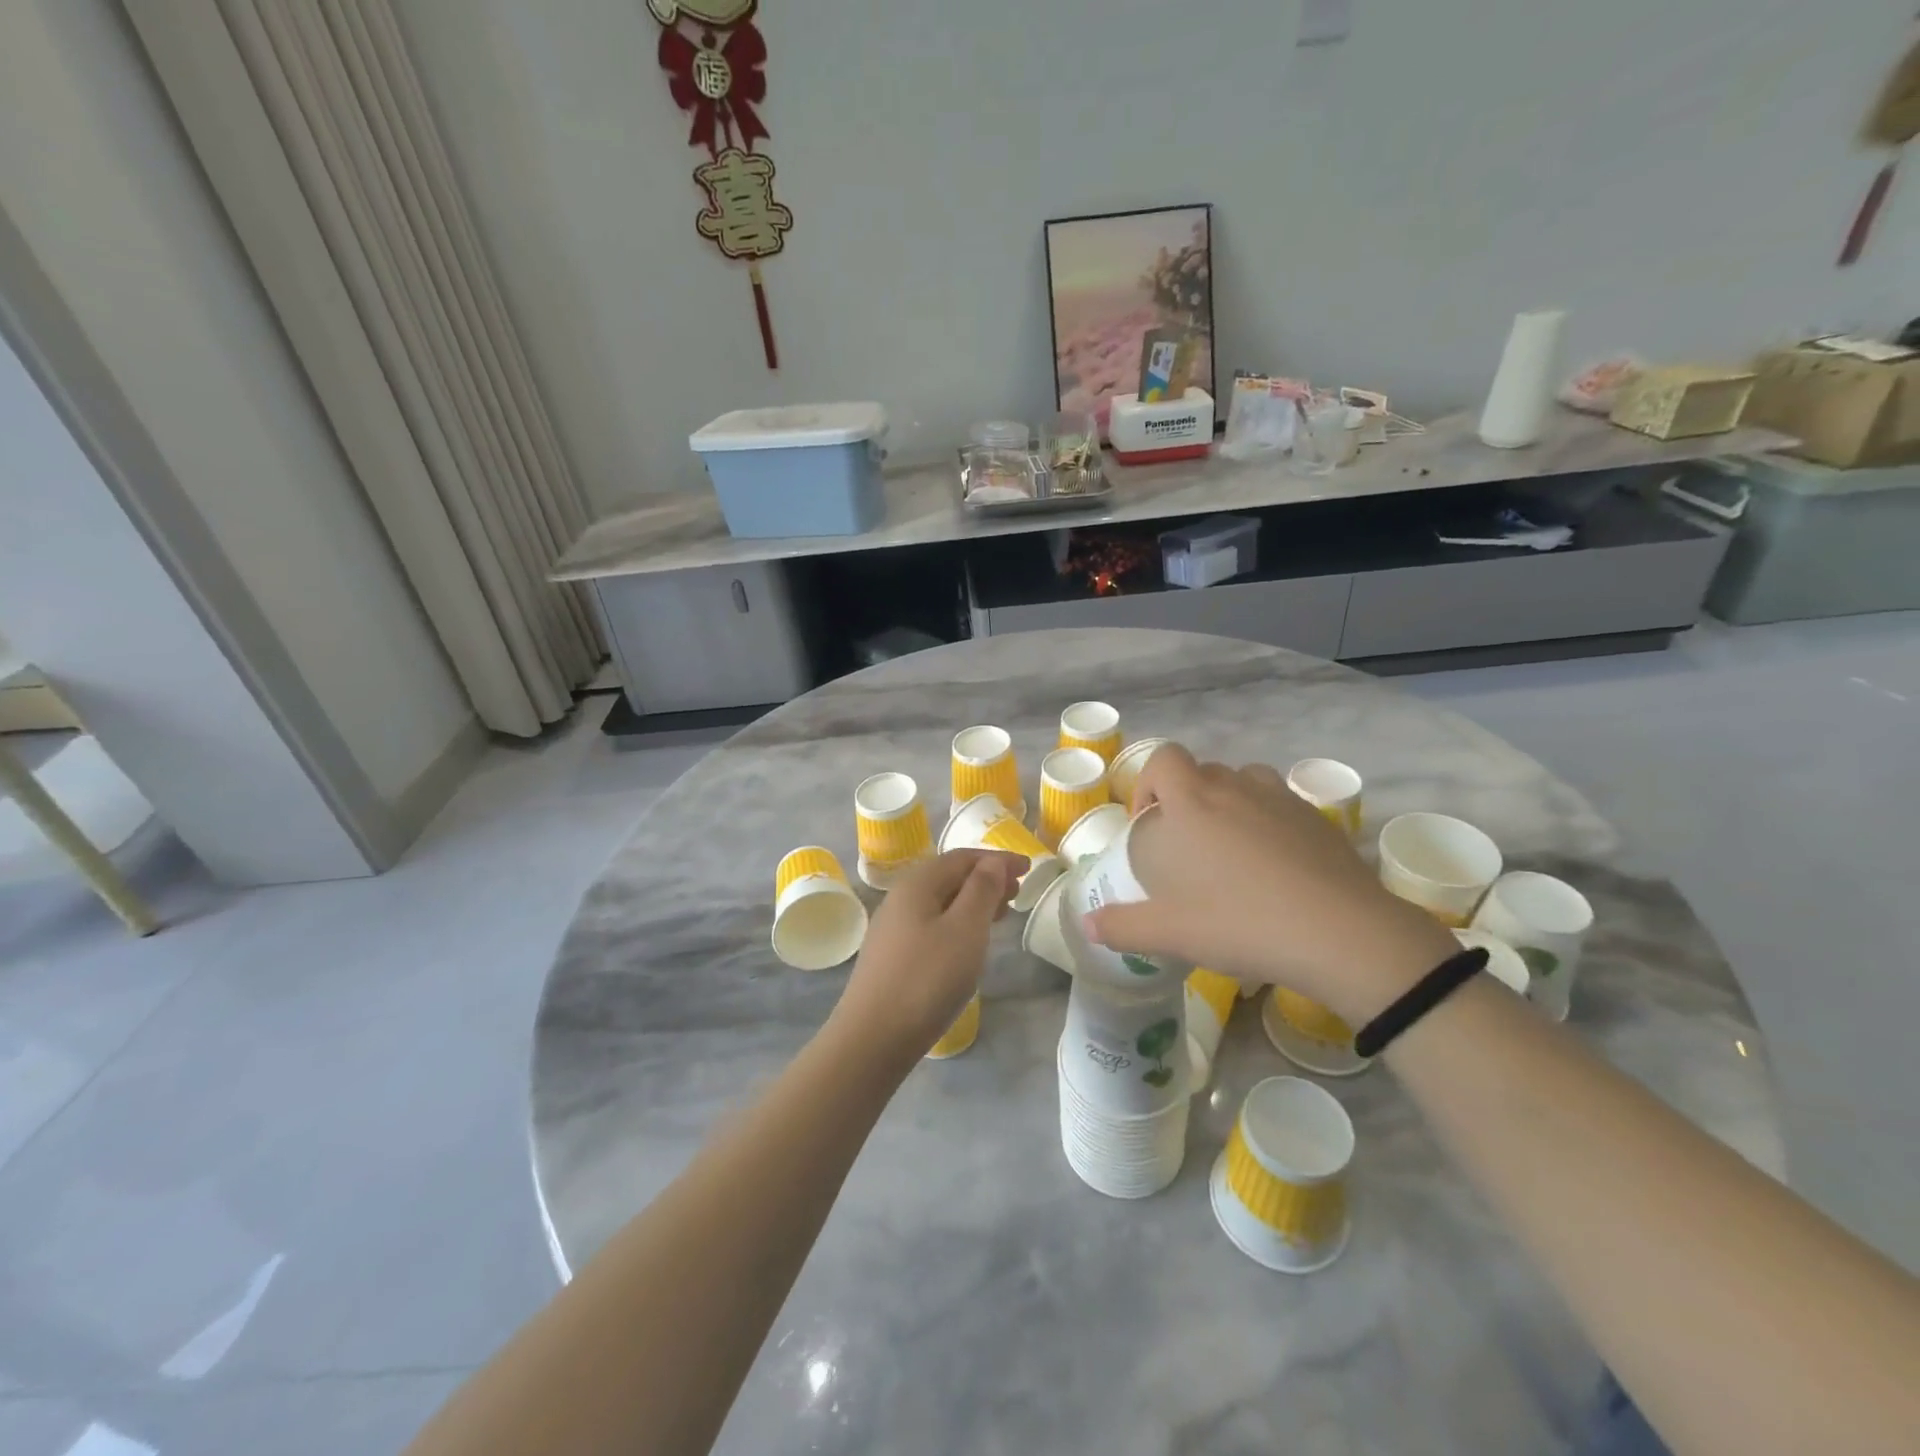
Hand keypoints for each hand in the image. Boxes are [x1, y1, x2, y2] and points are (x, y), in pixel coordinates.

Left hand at [831, 850, 1023, 1060]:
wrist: (873, 1038)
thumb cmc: (927, 979)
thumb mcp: (965, 929)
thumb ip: (981, 890)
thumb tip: (992, 862)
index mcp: (918, 884)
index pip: (962, 858)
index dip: (997, 858)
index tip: (1029, 867)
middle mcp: (901, 898)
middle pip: (949, 876)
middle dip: (986, 878)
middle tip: (1018, 892)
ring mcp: (893, 928)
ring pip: (941, 902)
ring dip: (973, 901)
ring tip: (1001, 914)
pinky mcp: (892, 955)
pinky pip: (932, 923)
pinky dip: (958, 922)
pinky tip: (969, 942)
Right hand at [1082, 745, 1456, 1024]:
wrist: (1341, 934)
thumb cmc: (1241, 923)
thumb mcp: (1171, 933)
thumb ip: (1123, 927)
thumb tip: (1087, 926)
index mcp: (1193, 803)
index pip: (1164, 759)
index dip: (1149, 783)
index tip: (1149, 823)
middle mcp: (1235, 788)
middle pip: (1202, 770)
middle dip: (1186, 798)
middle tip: (1187, 846)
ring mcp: (1282, 799)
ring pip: (1245, 782)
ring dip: (1229, 803)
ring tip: (1231, 849)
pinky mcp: (1319, 819)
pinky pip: (1281, 805)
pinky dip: (1269, 821)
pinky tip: (1275, 866)